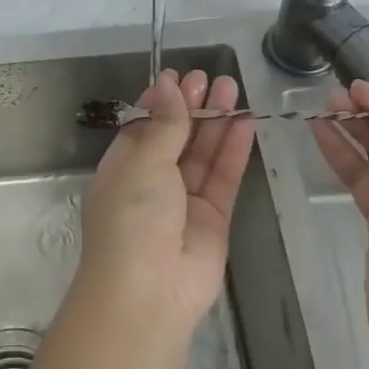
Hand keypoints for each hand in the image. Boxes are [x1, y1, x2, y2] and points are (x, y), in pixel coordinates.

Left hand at [79, 68, 255, 328]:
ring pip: (203, 154)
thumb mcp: (143, 162)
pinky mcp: (213, 219)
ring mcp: (184, 202)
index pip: (144, 126)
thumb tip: (166, 83)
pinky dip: (234, 150)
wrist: (149, 293)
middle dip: (193, 107)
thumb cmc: (132, 218)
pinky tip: (245, 121)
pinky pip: (224, 177)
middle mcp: (152, 182)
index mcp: (123, 168)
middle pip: (177, 136)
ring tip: (233, 87)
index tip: (180, 76)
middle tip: (212, 77)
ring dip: (216, 121)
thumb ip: (164, 124)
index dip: (162, 101)